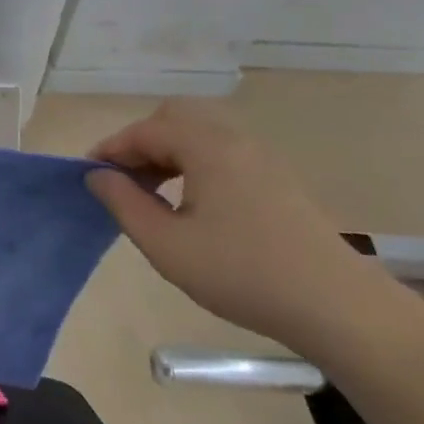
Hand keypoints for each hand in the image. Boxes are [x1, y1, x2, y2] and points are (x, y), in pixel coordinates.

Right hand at [85, 99, 389, 351]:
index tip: (87, 175)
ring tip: (151, 193)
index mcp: (206, 146)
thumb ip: (124, 204)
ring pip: (200, 132)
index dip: (110, 149)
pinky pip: (222, 150)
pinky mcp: (277, 178)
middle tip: (123, 179)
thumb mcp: (167, 246)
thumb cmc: (242, 274)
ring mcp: (261, 156)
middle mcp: (234, 139)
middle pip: (175, 117)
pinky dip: (194, 161)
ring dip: (168, 151)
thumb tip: (98, 175)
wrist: (336, 306)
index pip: (145, 131)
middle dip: (141, 142)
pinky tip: (190, 202)